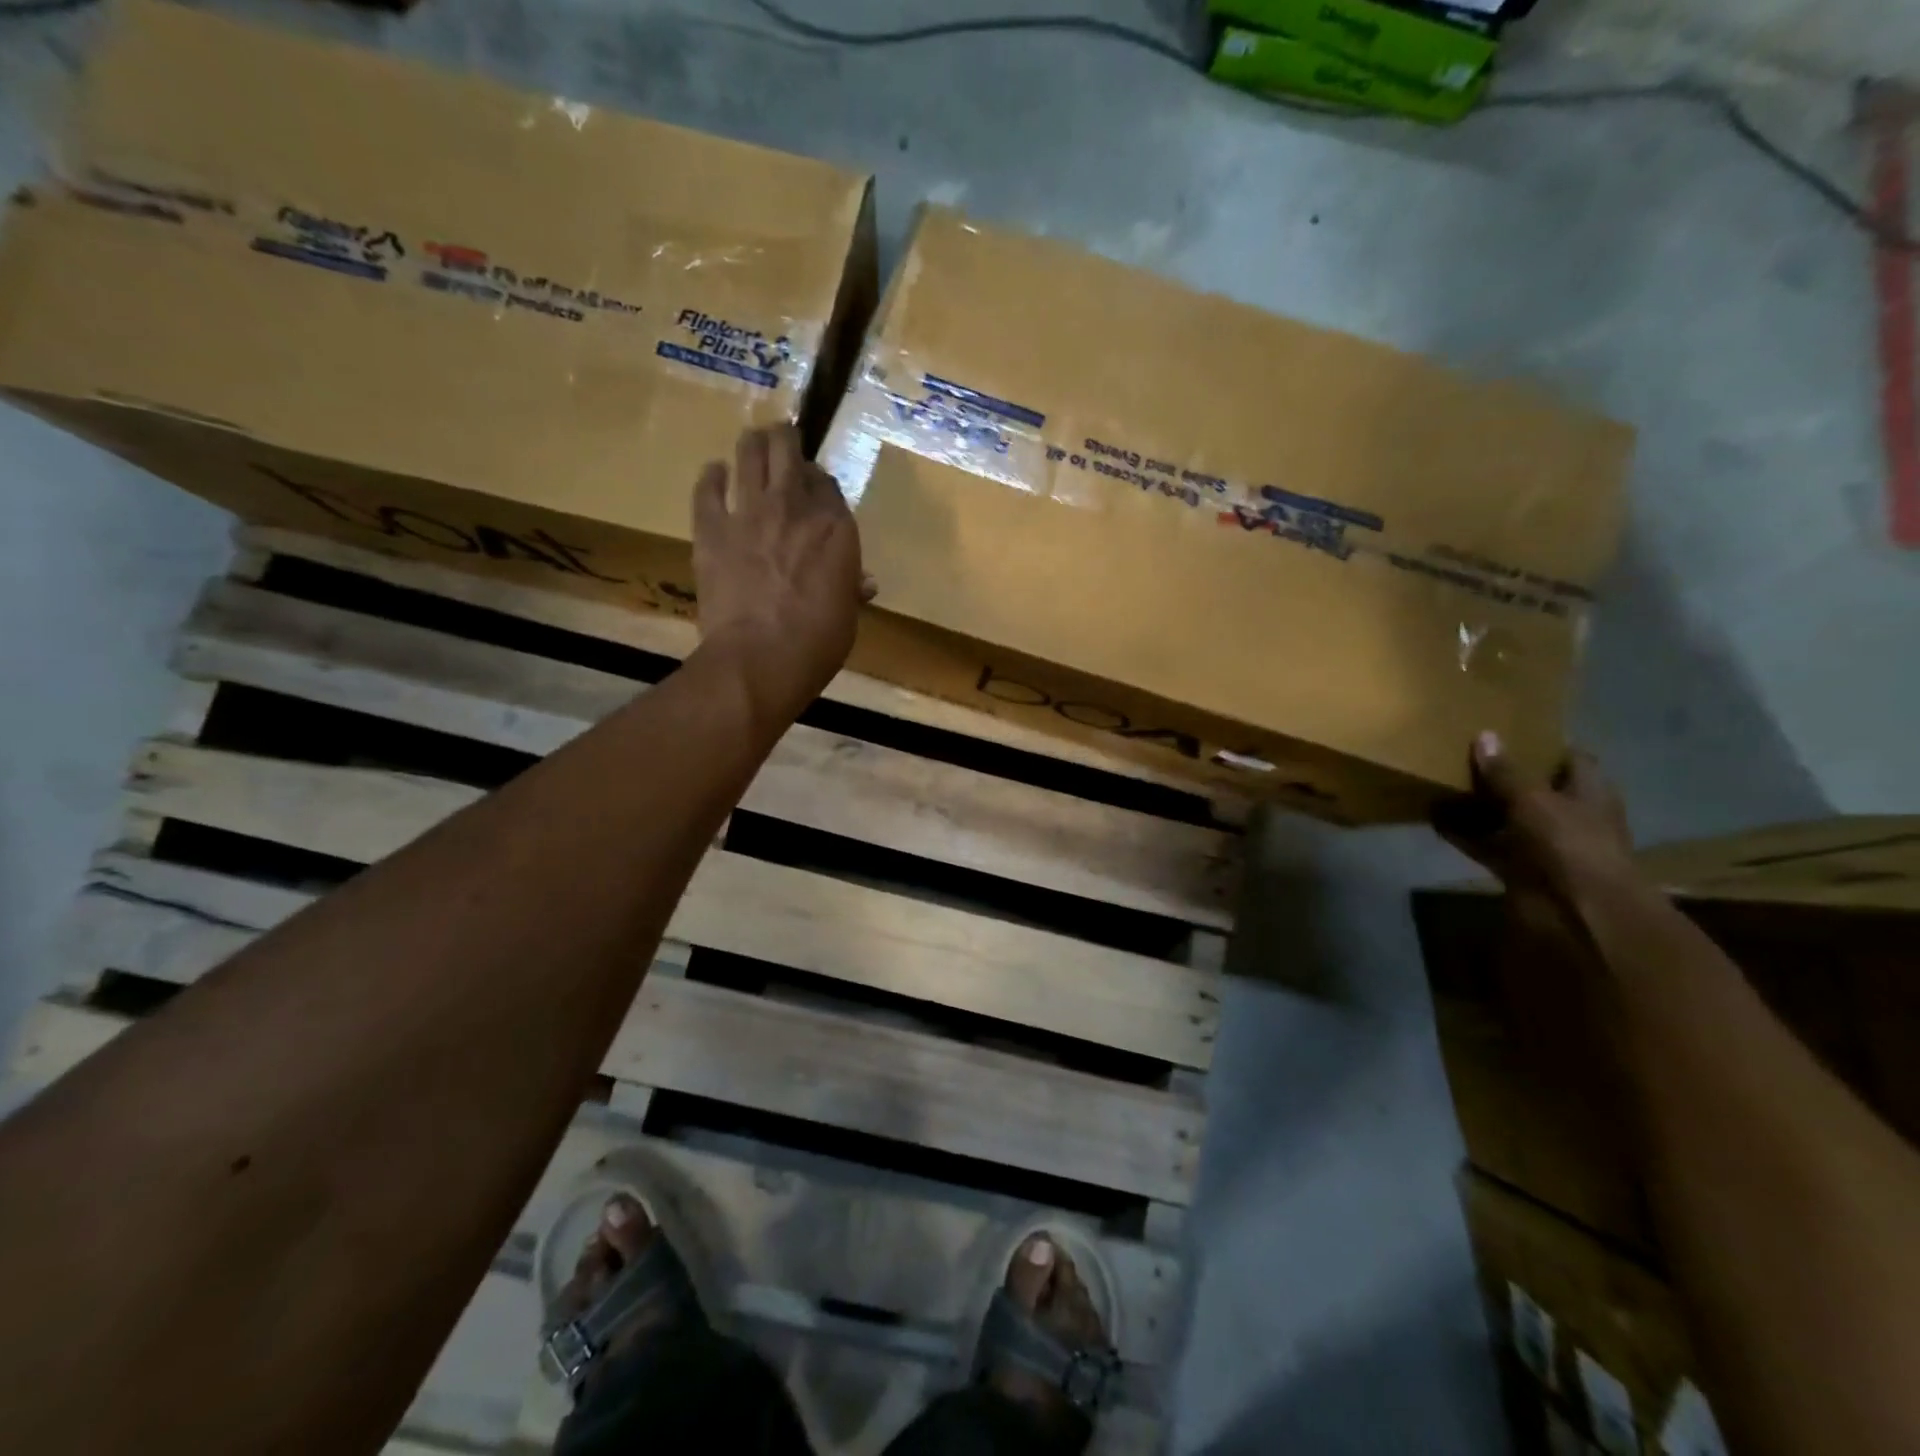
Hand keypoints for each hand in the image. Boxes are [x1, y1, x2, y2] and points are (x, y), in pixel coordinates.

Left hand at [691, 424, 875, 720]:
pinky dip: (711, 476)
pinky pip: (707, 488)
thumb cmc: (817, 644)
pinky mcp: (711, 528)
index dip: (819, 481)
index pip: (827, 484)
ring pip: (749, 454)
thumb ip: (850, 588)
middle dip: (786, 440)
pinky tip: (715, 472)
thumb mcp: (847, 616)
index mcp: (835, 528)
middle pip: (789, 451)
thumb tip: (863, 583)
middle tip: (783, 439)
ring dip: (752, 444)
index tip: (815, 487)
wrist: (761, 658)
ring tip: (753, 442)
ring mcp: (750, 513)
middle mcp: (795, 507)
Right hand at [1434, 733, 1636, 909]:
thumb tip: (1485, 736)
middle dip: (1502, 775)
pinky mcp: (1516, 867)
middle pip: (1532, 788)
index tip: (1507, 733)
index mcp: (1588, 793)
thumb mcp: (1534, 799)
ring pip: (1505, 817)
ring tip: (1441, 783)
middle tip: (1462, 755)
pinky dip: (1462, 834)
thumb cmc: (1568, 843)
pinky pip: (1485, 844)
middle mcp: (1568, 816)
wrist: (1576, 911)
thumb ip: (1506, 771)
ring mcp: (1541, 844)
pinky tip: (1433, 818)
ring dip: (1477, 806)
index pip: (1571, 759)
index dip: (1543, 746)